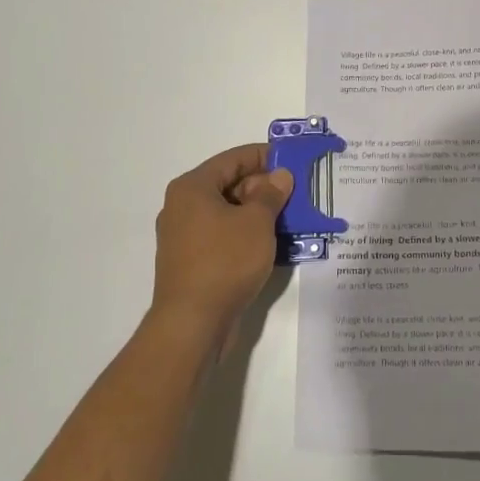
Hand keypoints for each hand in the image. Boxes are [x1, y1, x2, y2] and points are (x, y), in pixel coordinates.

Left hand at [151, 144, 292, 344]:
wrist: (192, 324)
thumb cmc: (225, 261)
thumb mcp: (257, 222)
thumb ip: (271, 194)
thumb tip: (280, 175)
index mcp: (193, 188)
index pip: (233, 159)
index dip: (264, 156)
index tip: (293, 160)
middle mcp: (182, 206)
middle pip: (228, 184)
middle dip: (263, 187)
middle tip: (296, 192)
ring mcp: (184, 236)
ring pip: (227, 212)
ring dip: (257, 212)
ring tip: (290, 217)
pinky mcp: (190, 261)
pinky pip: (222, 235)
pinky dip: (245, 234)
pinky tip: (271, 243)